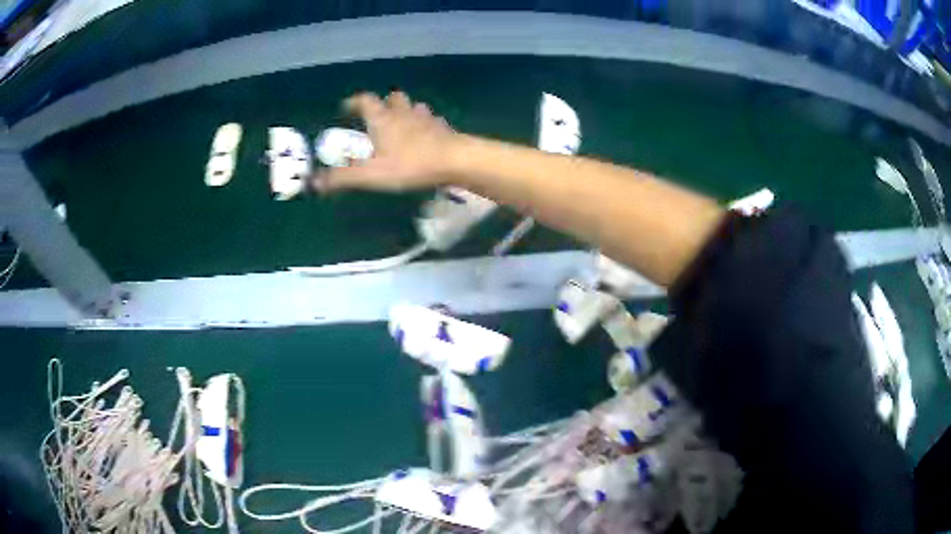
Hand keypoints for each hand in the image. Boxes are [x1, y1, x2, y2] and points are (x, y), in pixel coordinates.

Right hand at [313, 91, 461, 192]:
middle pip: (393, 98)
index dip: (355, 102)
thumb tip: (313, 182)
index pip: (366, 101)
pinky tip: (427, 137)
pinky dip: (426, 125)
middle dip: (384, 103)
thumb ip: (342, 177)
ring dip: (406, 112)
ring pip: (414, 107)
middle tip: (379, 116)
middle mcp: (404, 113)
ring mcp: (427, 118)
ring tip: (402, 125)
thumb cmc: (409, 165)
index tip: (347, 107)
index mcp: (383, 119)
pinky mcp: (445, 129)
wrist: (455, 161)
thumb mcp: (371, 175)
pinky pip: (433, 121)